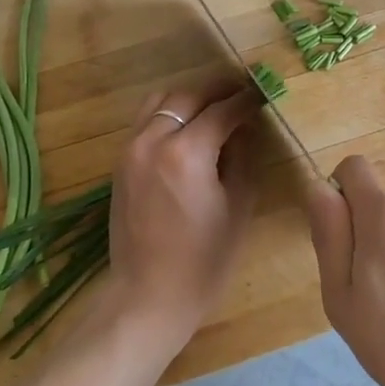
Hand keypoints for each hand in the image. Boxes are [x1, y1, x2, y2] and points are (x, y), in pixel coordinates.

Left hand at [107, 80, 261, 351]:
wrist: (148, 296)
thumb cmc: (204, 260)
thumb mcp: (238, 206)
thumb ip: (243, 157)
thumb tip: (245, 127)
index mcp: (186, 153)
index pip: (222, 110)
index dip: (246, 100)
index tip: (263, 93)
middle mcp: (153, 141)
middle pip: (188, 96)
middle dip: (218, 90)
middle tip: (243, 92)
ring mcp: (131, 149)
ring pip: (161, 101)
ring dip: (190, 97)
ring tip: (215, 105)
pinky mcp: (121, 162)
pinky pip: (145, 120)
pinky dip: (169, 113)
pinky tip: (189, 127)